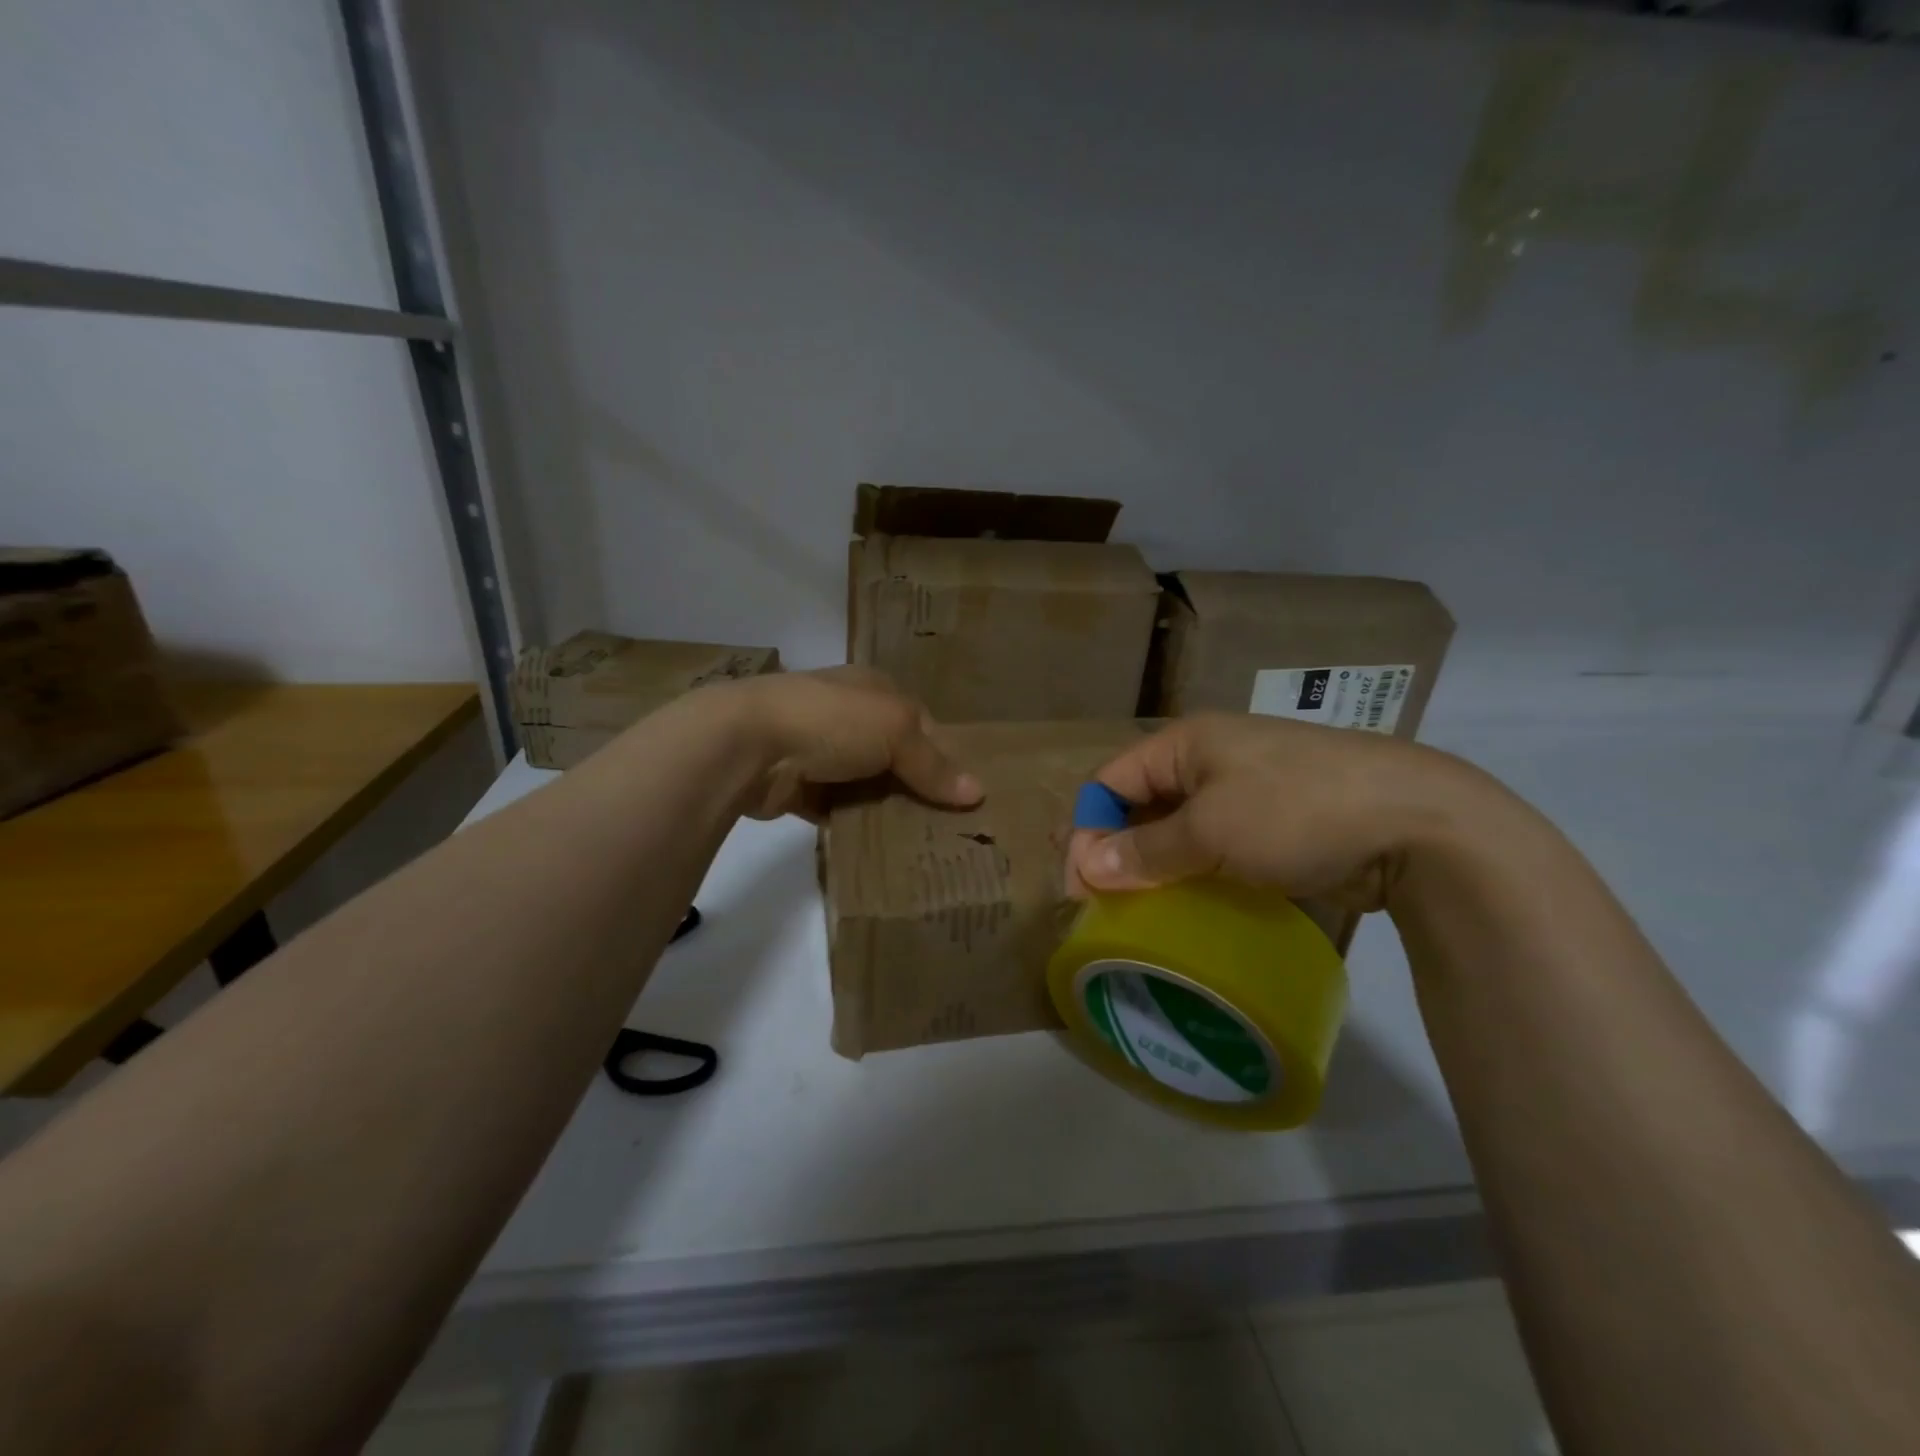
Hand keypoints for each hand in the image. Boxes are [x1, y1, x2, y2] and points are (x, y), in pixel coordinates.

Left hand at [724, 667, 982, 821]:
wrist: (748, 743)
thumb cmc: (832, 720)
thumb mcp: (896, 731)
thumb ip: (934, 764)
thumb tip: (978, 793)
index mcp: (873, 688)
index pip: (921, 722)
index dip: (943, 754)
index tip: (964, 793)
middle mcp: (848, 715)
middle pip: (894, 756)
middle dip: (917, 788)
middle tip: (949, 826)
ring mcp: (820, 750)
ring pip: (867, 785)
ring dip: (886, 809)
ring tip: (922, 843)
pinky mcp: (799, 787)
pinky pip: (837, 809)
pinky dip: (854, 825)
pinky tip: (880, 849)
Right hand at [1065, 713, 1497, 912]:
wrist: (1417, 822)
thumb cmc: (1295, 811)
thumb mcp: (1210, 831)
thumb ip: (1144, 850)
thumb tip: (1086, 867)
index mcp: (1186, 743)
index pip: (1112, 781)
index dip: (1088, 829)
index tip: (1081, 887)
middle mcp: (1210, 759)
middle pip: (1142, 804)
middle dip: (1118, 850)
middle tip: (1107, 904)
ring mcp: (1246, 790)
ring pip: (1179, 828)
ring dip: (1156, 865)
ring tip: (1143, 911)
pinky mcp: (1275, 823)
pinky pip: (1216, 846)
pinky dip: (1196, 872)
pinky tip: (1190, 904)